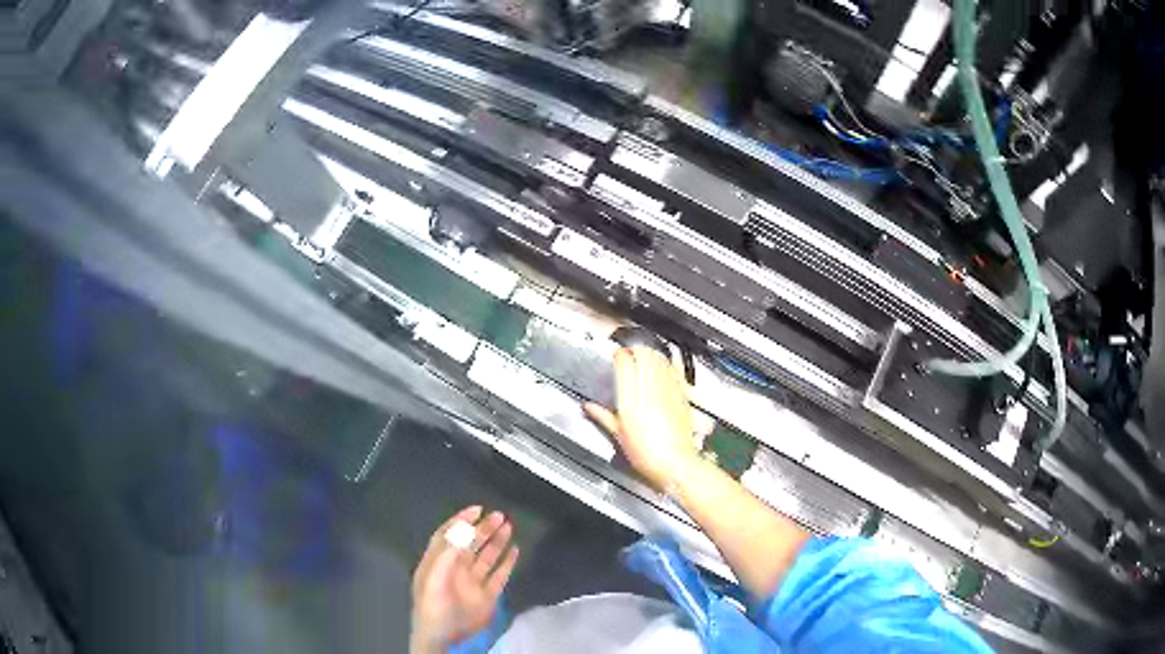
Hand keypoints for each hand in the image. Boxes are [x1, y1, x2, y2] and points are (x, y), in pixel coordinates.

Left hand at [410, 506, 519, 653]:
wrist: (443, 636)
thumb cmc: (433, 604)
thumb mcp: (434, 575)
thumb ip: (447, 552)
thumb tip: (463, 530)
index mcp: (438, 561)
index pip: (449, 535)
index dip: (461, 521)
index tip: (477, 509)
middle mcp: (456, 569)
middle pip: (470, 544)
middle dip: (483, 528)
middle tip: (499, 515)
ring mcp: (472, 582)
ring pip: (486, 557)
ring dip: (496, 541)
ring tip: (509, 526)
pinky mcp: (487, 596)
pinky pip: (499, 576)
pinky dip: (508, 563)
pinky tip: (515, 551)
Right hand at [584, 347, 700, 491]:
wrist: (674, 463)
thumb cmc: (645, 454)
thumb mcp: (618, 435)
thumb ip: (603, 416)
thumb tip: (589, 407)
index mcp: (630, 400)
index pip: (624, 364)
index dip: (619, 355)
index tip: (616, 355)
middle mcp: (649, 391)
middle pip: (644, 355)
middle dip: (636, 349)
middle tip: (630, 353)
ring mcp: (667, 391)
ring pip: (660, 360)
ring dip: (651, 354)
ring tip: (645, 356)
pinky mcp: (681, 395)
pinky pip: (673, 371)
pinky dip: (667, 364)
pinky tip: (664, 366)